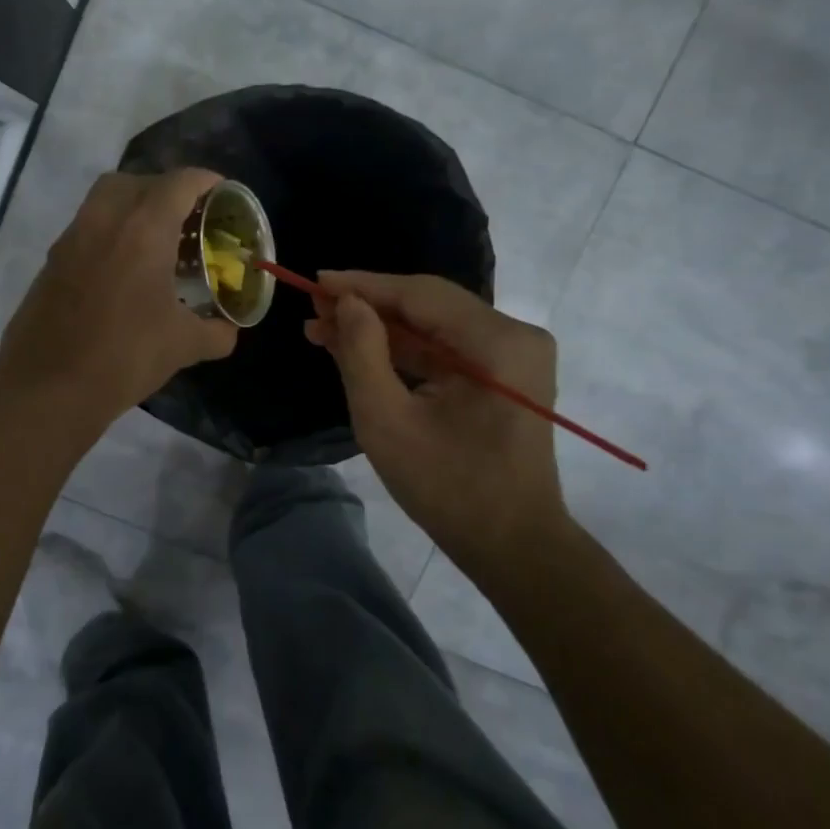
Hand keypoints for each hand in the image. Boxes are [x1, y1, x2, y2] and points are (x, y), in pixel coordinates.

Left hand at [0, 169, 237, 431]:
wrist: (48, 388)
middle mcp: (104, 221)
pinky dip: (109, 234)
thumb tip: (229, 331)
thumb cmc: (124, 357)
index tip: (223, 194)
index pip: (179, 183)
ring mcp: (71, 239)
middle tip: (186, 218)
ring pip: (104, 201)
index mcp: (143, 229)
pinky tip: (124, 272)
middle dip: (165, 189)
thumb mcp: (182, 346)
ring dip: (132, 208)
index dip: (206, 181)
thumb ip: (214, 332)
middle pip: (136, 181)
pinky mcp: (51, 262)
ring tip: (156, 242)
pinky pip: (86, 229)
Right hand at [305, 272, 570, 575]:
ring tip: (324, 329)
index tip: (314, 281)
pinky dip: (404, 351)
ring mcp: (513, 355)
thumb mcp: (387, 422)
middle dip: (368, 307)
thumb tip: (346, 302)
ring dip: (381, 329)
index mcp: (497, 342)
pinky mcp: (504, 375)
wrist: (513, 546)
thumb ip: (361, 354)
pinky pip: (446, 349)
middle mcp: (514, 335)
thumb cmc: (448, 489)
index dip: (363, 285)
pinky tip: (360, 350)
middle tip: (314, 308)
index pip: (420, 295)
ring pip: (434, 326)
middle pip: (429, 305)